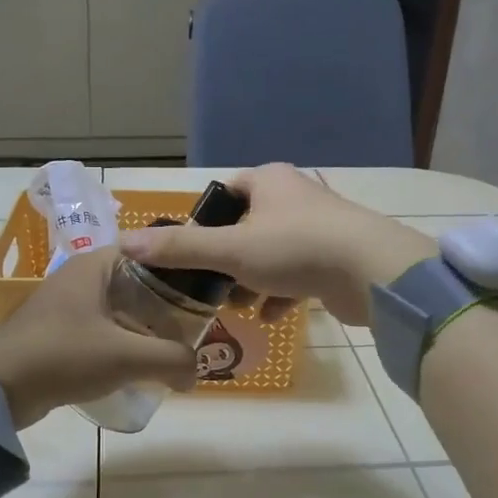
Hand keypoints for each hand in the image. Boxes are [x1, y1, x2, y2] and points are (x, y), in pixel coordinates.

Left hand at [0, 248, 195, 426]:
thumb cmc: (63, 355)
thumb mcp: (126, 356)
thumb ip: (171, 360)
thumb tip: (194, 374)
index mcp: (96, 265)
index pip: (150, 251)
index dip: (179, 267)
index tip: (204, 289)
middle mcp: (81, 277)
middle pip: (137, 283)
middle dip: (166, 305)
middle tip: (194, 326)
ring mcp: (66, 305)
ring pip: (120, 309)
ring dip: (144, 327)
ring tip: (173, 348)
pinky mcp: (58, 332)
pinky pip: (102, 330)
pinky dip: (122, 343)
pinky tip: (138, 365)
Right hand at [120, 164, 434, 326]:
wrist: (372, 272)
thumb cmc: (295, 248)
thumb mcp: (229, 249)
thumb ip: (180, 248)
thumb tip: (126, 244)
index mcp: (270, 181)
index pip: (226, 194)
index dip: (205, 222)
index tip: (192, 253)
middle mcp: (296, 197)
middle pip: (248, 227)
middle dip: (229, 260)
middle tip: (212, 287)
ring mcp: (321, 227)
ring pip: (273, 253)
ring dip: (254, 281)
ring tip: (239, 307)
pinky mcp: (337, 257)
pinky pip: (299, 273)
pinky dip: (283, 293)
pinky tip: (272, 316)